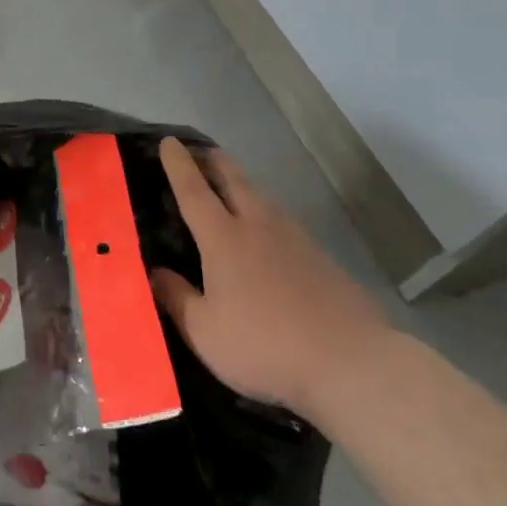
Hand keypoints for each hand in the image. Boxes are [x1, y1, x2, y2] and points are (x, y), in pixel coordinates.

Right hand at [149, 138, 391, 416]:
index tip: (169, 141)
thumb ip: (176, 298)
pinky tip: (269, 234)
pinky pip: (284, 223)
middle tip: (201, 150)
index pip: (193, 190)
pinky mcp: (322, 259)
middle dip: (214, 161)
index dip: (178, 164)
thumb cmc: (266, 346)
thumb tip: (154, 272)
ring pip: (262, 198)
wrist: (353, 364)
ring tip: (231, 187)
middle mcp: (258, 227)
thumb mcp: (205, 332)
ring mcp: (295, 240)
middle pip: (234, 180)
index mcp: (223, 238)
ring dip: (242, 185)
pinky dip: (266, 215)